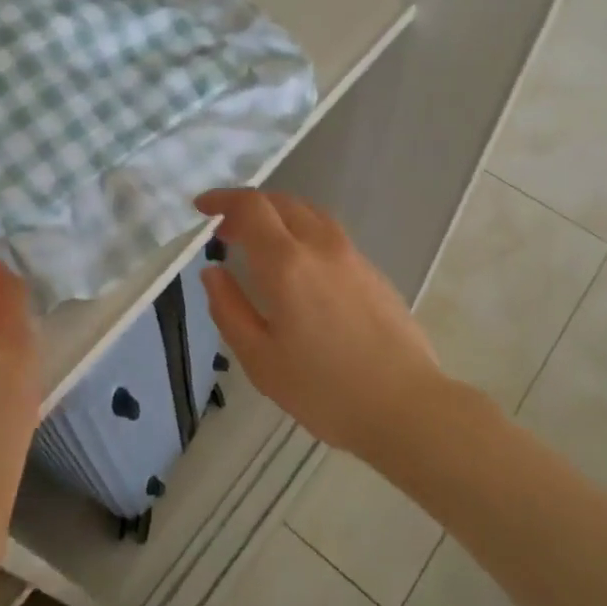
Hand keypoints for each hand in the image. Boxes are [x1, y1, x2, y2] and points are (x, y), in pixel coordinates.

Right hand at [194, 189, 446, 458]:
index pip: (251, 207)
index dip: (222, 199)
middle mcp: (321, 246)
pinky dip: (303, 233)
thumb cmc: (324, 389)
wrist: (405, 405)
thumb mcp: (260, 359)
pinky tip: (300, 269)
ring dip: (278, 217)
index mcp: (287, 263)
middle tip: (225, 233)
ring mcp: (353, 256)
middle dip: (248, 208)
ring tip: (261, 245)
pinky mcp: (373, 271)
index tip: (201, 209)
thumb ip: (229, 309)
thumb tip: (212, 272)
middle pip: (282, 202)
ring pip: (310, 214)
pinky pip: (330, 234)